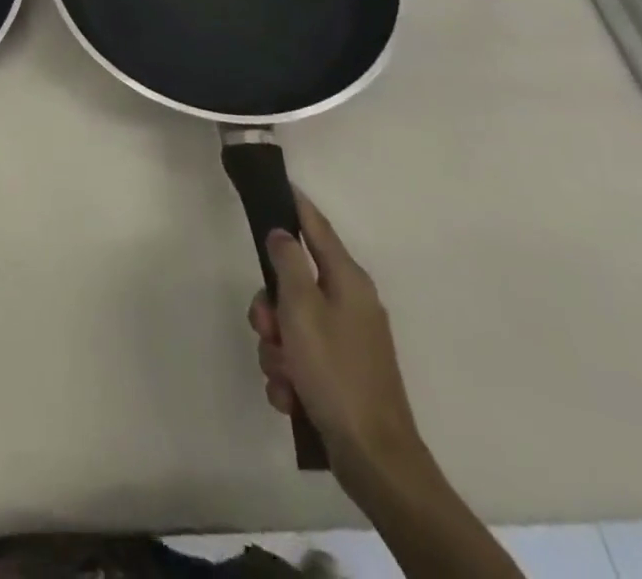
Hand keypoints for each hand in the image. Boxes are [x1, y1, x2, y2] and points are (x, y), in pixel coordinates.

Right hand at [248, 186, 425, 480]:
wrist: (375, 459)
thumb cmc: (335, 372)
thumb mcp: (302, 308)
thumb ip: (288, 262)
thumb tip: (281, 233)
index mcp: (347, 280)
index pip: (316, 226)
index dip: (294, 204)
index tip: (276, 182)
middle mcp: (350, 303)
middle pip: (294, 282)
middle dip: (271, 306)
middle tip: (266, 328)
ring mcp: (347, 341)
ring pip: (291, 324)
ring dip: (276, 347)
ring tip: (283, 374)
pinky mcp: (341, 375)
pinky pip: (301, 358)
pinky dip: (290, 374)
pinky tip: (291, 395)